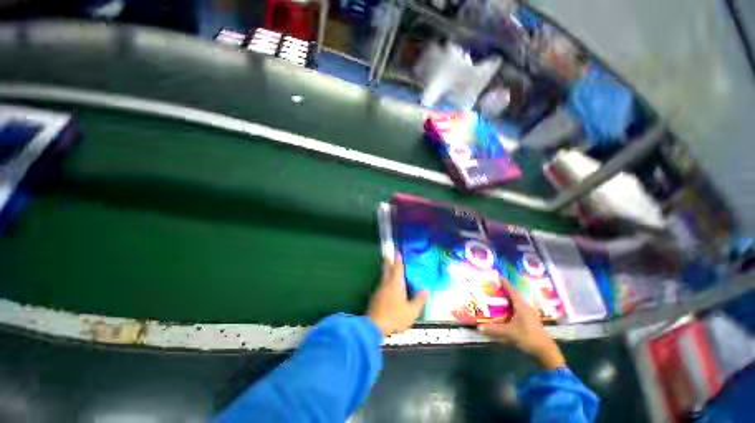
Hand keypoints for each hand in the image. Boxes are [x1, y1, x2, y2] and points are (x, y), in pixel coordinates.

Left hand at [367, 255, 429, 336]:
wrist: (374, 325)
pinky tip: (386, 283)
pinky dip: (384, 278)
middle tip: (389, 253)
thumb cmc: (395, 317)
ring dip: (386, 268)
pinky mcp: (374, 295)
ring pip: (383, 274)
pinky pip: (381, 282)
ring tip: (389, 265)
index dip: (398, 258)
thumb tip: (426, 290)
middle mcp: (387, 282)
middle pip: (387, 267)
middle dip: (388, 259)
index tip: (397, 250)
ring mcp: (379, 288)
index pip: (397, 267)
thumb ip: (419, 300)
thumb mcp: (411, 311)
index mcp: (396, 283)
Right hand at [477, 278, 565, 369]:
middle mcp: (526, 307)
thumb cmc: (528, 337)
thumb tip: (478, 327)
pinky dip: (512, 305)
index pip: (511, 291)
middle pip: (514, 295)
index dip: (505, 282)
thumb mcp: (509, 333)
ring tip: (499, 295)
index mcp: (521, 306)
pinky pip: (519, 308)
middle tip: (494, 285)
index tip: (498, 275)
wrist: (546, 350)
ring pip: (517, 302)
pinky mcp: (531, 320)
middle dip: (505, 289)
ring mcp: (529, 314)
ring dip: (509, 298)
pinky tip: (507, 309)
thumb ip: (494, 329)